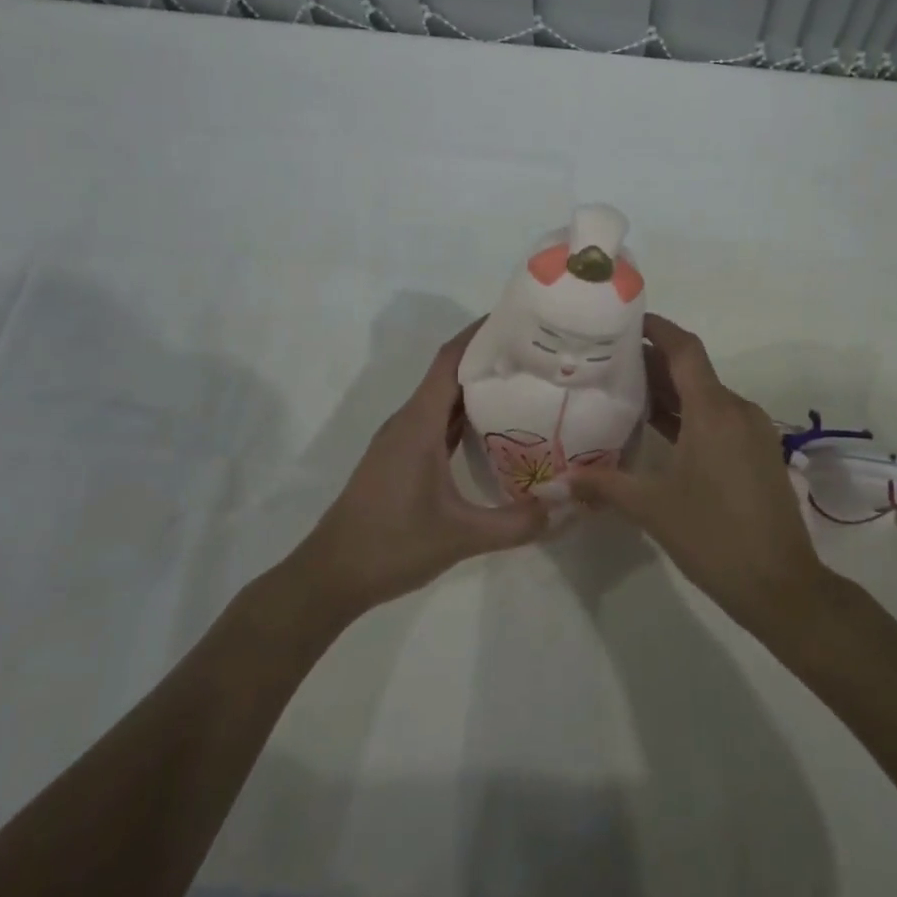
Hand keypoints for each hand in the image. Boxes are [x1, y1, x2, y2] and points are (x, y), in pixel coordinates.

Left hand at [284, 320, 548, 623]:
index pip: (450, 360)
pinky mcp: (402, 458)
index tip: (518, 319)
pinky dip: (466, 416)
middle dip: (490, 357)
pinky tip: (496, 427)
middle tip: (538, 353)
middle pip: (450, 373)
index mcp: (418, 423)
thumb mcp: (461, 537)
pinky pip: (438, 422)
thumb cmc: (391, 545)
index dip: (480, 333)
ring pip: (444, 399)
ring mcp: (403, 440)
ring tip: (526, 382)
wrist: (331, 576)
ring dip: (478, 386)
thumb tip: (566, 508)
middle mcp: (409, 421)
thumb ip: (516, 524)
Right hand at [572, 315, 834, 632]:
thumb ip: (603, 485)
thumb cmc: (714, 536)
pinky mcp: (758, 453)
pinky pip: (719, 419)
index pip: (684, 349)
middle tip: (608, 361)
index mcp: (714, 411)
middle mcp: (737, 410)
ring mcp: (752, 432)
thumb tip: (555, 483)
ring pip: (706, 396)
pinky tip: (660, 431)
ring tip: (625, 392)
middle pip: (693, 371)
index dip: (657, 328)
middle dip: (653, 362)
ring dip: (671, 391)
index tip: (625, 320)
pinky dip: (689, 415)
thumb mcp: (652, 508)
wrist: (782, 585)